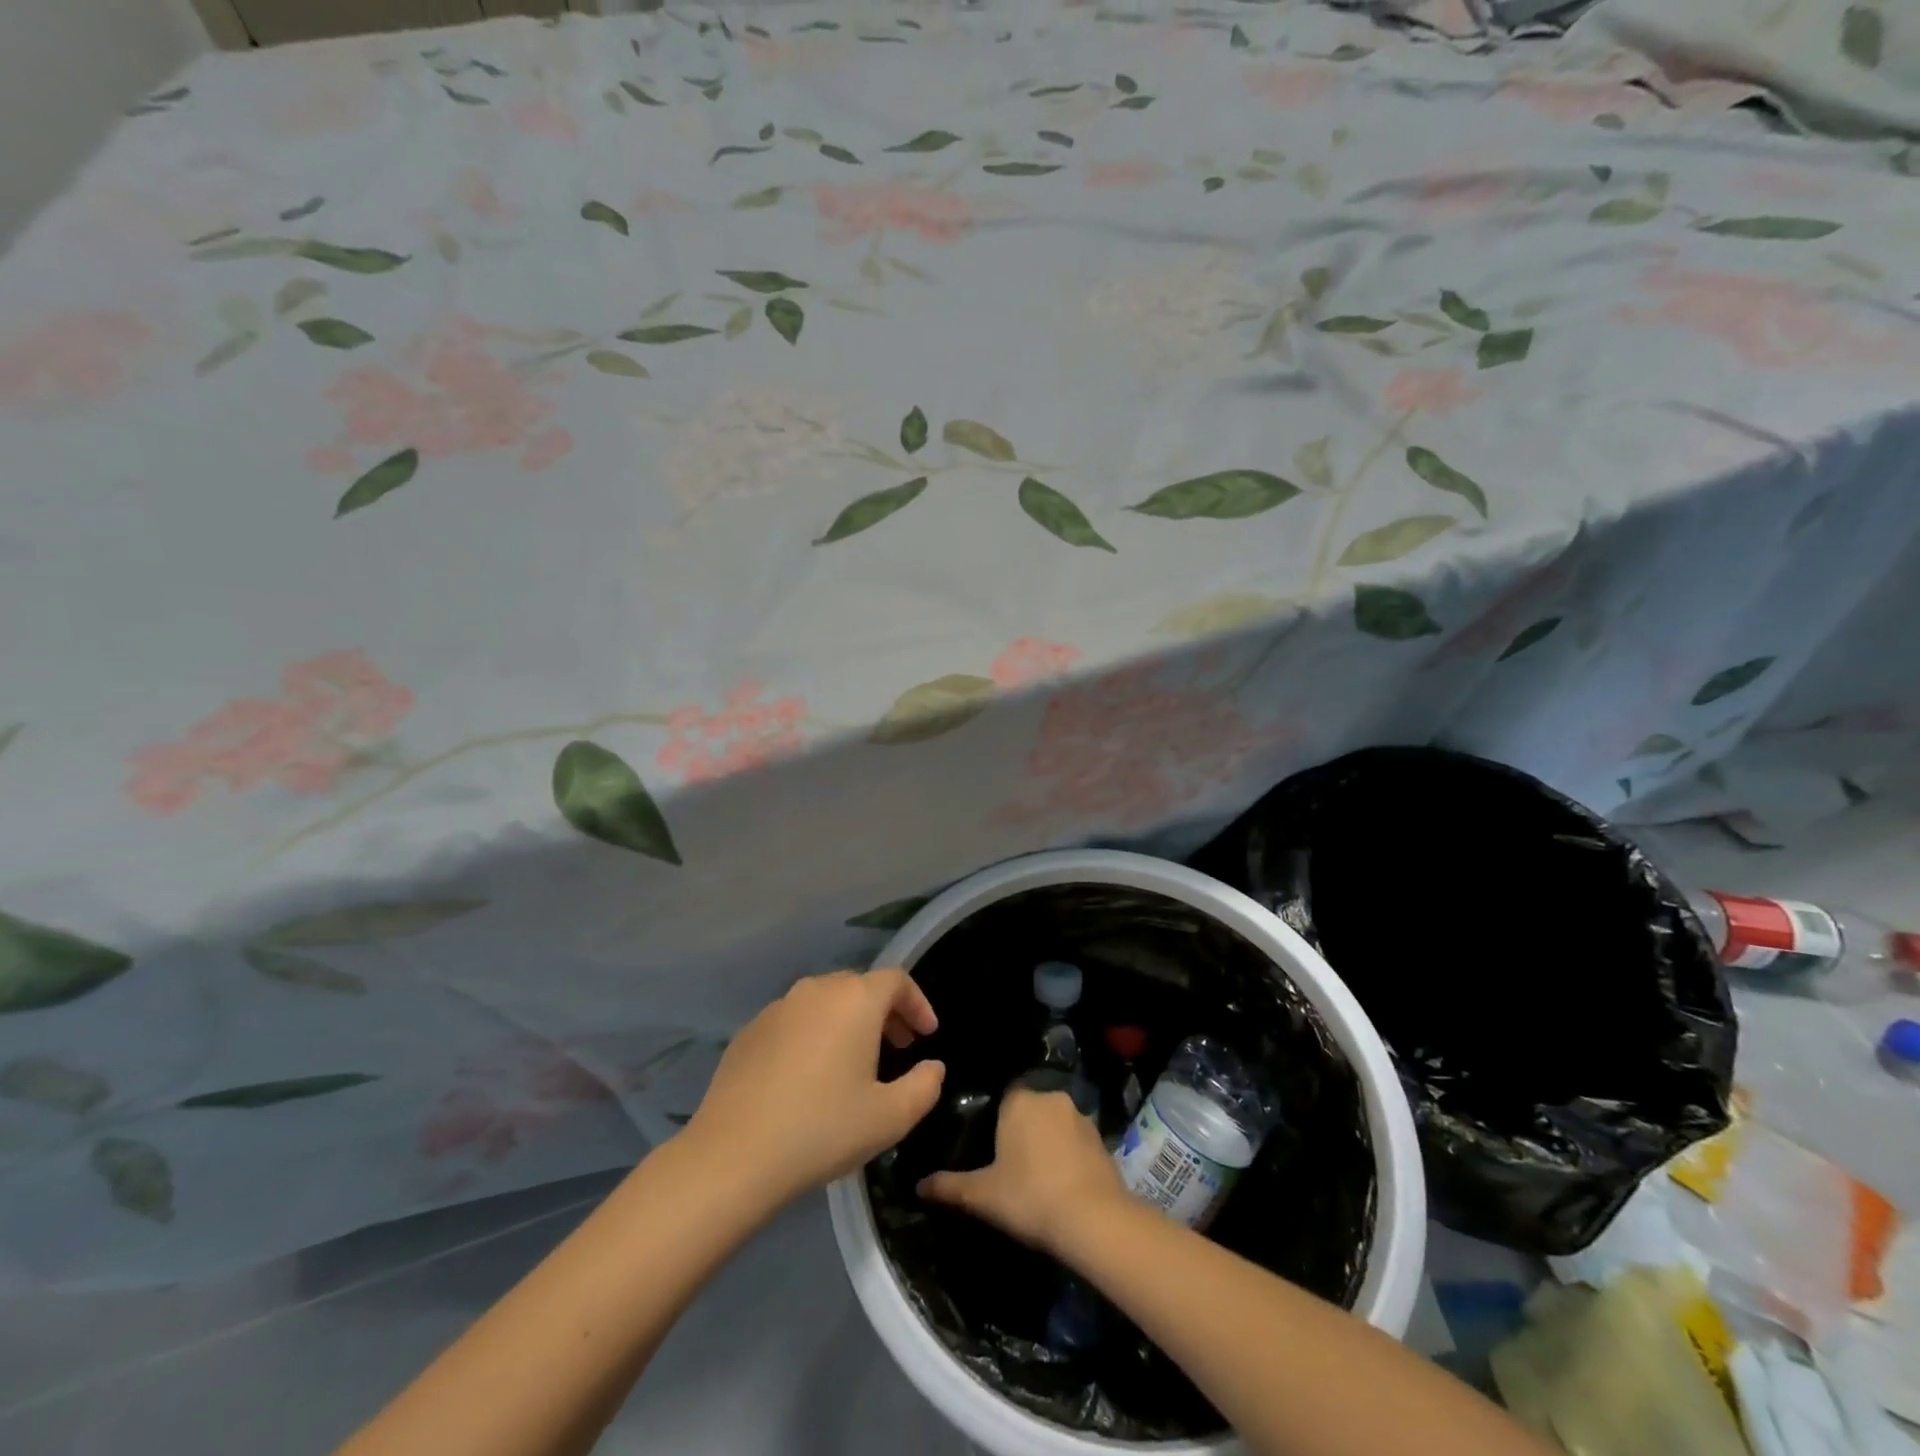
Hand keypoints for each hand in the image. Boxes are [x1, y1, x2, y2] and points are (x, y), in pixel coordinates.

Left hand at [683, 968, 944, 1210]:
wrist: (734, 1155)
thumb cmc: (823, 1129)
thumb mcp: (890, 1117)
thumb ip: (924, 1086)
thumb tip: (932, 1067)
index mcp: (855, 999)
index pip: (896, 980)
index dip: (917, 1003)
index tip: (927, 1035)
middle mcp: (816, 990)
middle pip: (860, 987)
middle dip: (885, 1013)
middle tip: (898, 1048)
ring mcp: (778, 1007)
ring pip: (825, 1002)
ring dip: (848, 1023)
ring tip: (855, 1063)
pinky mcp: (749, 1031)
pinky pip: (794, 1021)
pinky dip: (813, 1036)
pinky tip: (809, 1077)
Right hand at [917, 1086, 1126, 1256]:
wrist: (1093, 1219)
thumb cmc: (1030, 1196)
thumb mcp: (983, 1195)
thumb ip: (950, 1187)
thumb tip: (918, 1186)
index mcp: (1019, 1100)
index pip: (1003, 1097)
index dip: (996, 1120)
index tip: (989, 1144)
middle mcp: (1050, 1098)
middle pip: (1029, 1108)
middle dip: (1021, 1130)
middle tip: (1010, 1164)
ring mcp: (1080, 1116)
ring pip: (1054, 1123)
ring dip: (1047, 1142)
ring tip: (1037, 1176)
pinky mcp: (1101, 1139)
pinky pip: (1075, 1140)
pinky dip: (1068, 1155)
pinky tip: (1062, 1183)